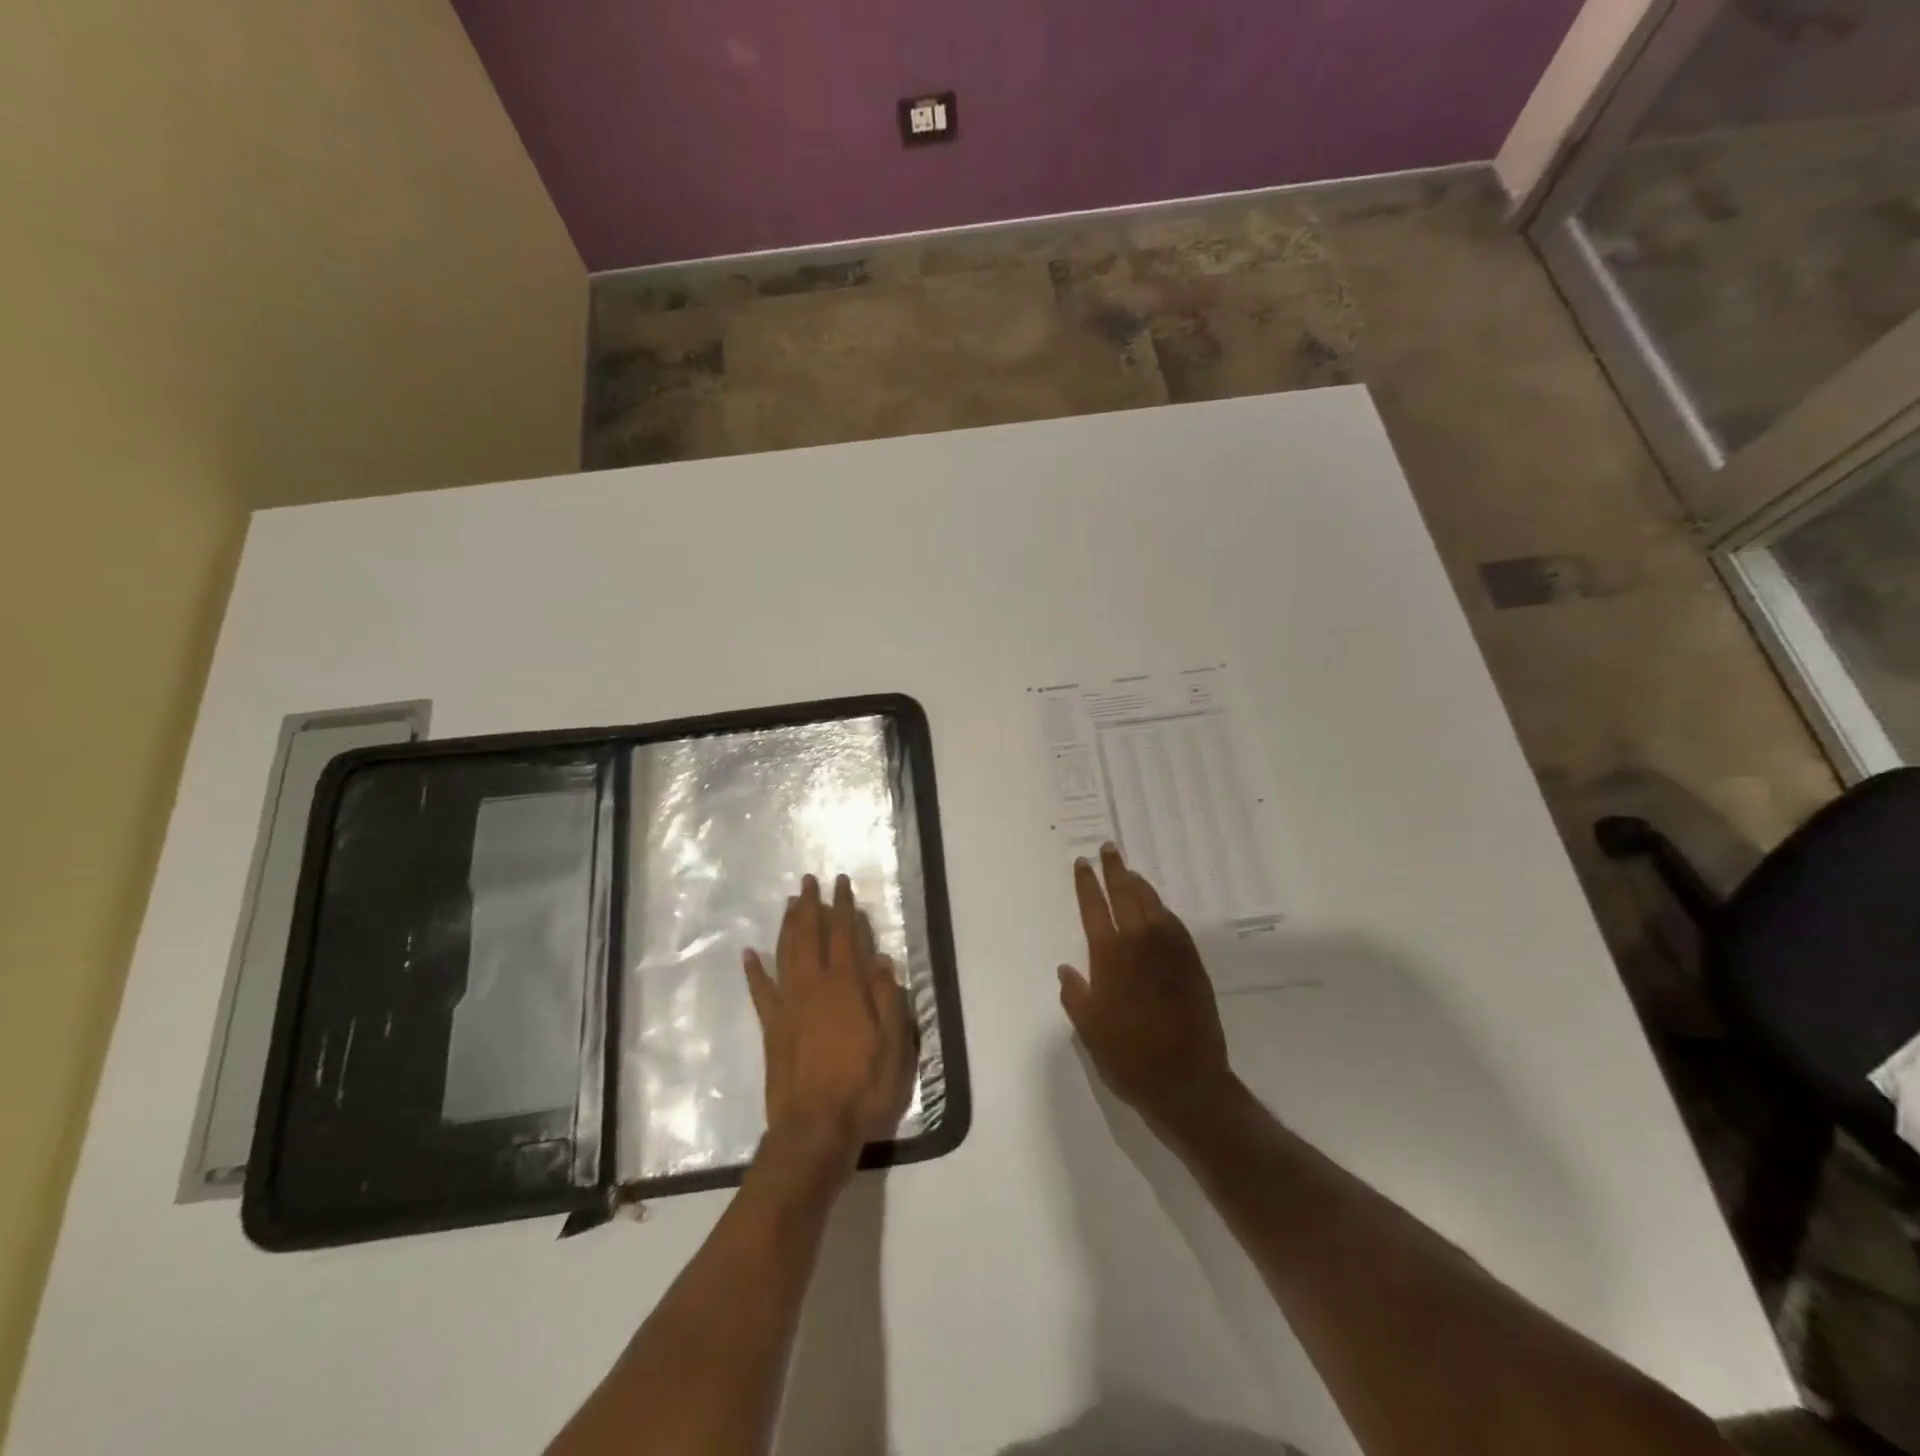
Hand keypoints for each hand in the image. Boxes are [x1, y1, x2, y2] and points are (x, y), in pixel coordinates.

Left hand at [744, 874, 915, 1180]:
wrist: (814, 1131)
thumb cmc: (863, 1088)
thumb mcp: (894, 1046)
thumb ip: (888, 1000)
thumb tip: (881, 960)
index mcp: (846, 988)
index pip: (845, 936)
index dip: (843, 907)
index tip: (841, 882)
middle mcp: (814, 988)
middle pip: (810, 937)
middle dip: (811, 906)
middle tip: (809, 881)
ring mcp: (788, 1006)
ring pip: (785, 955)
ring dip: (788, 926)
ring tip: (790, 903)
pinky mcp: (772, 1028)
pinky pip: (760, 991)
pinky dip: (754, 970)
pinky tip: (750, 953)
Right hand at [1058, 844, 1234, 1132]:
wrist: (1184, 1079)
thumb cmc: (1127, 1055)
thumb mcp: (1088, 1028)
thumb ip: (1075, 993)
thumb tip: (1066, 969)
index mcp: (1109, 955)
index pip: (1094, 907)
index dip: (1086, 883)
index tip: (1082, 863)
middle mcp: (1139, 942)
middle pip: (1125, 893)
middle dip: (1114, 869)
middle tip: (1109, 849)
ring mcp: (1170, 949)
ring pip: (1152, 903)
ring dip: (1139, 884)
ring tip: (1129, 872)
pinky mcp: (1192, 961)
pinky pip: (1174, 923)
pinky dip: (1162, 909)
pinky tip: (1157, 908)